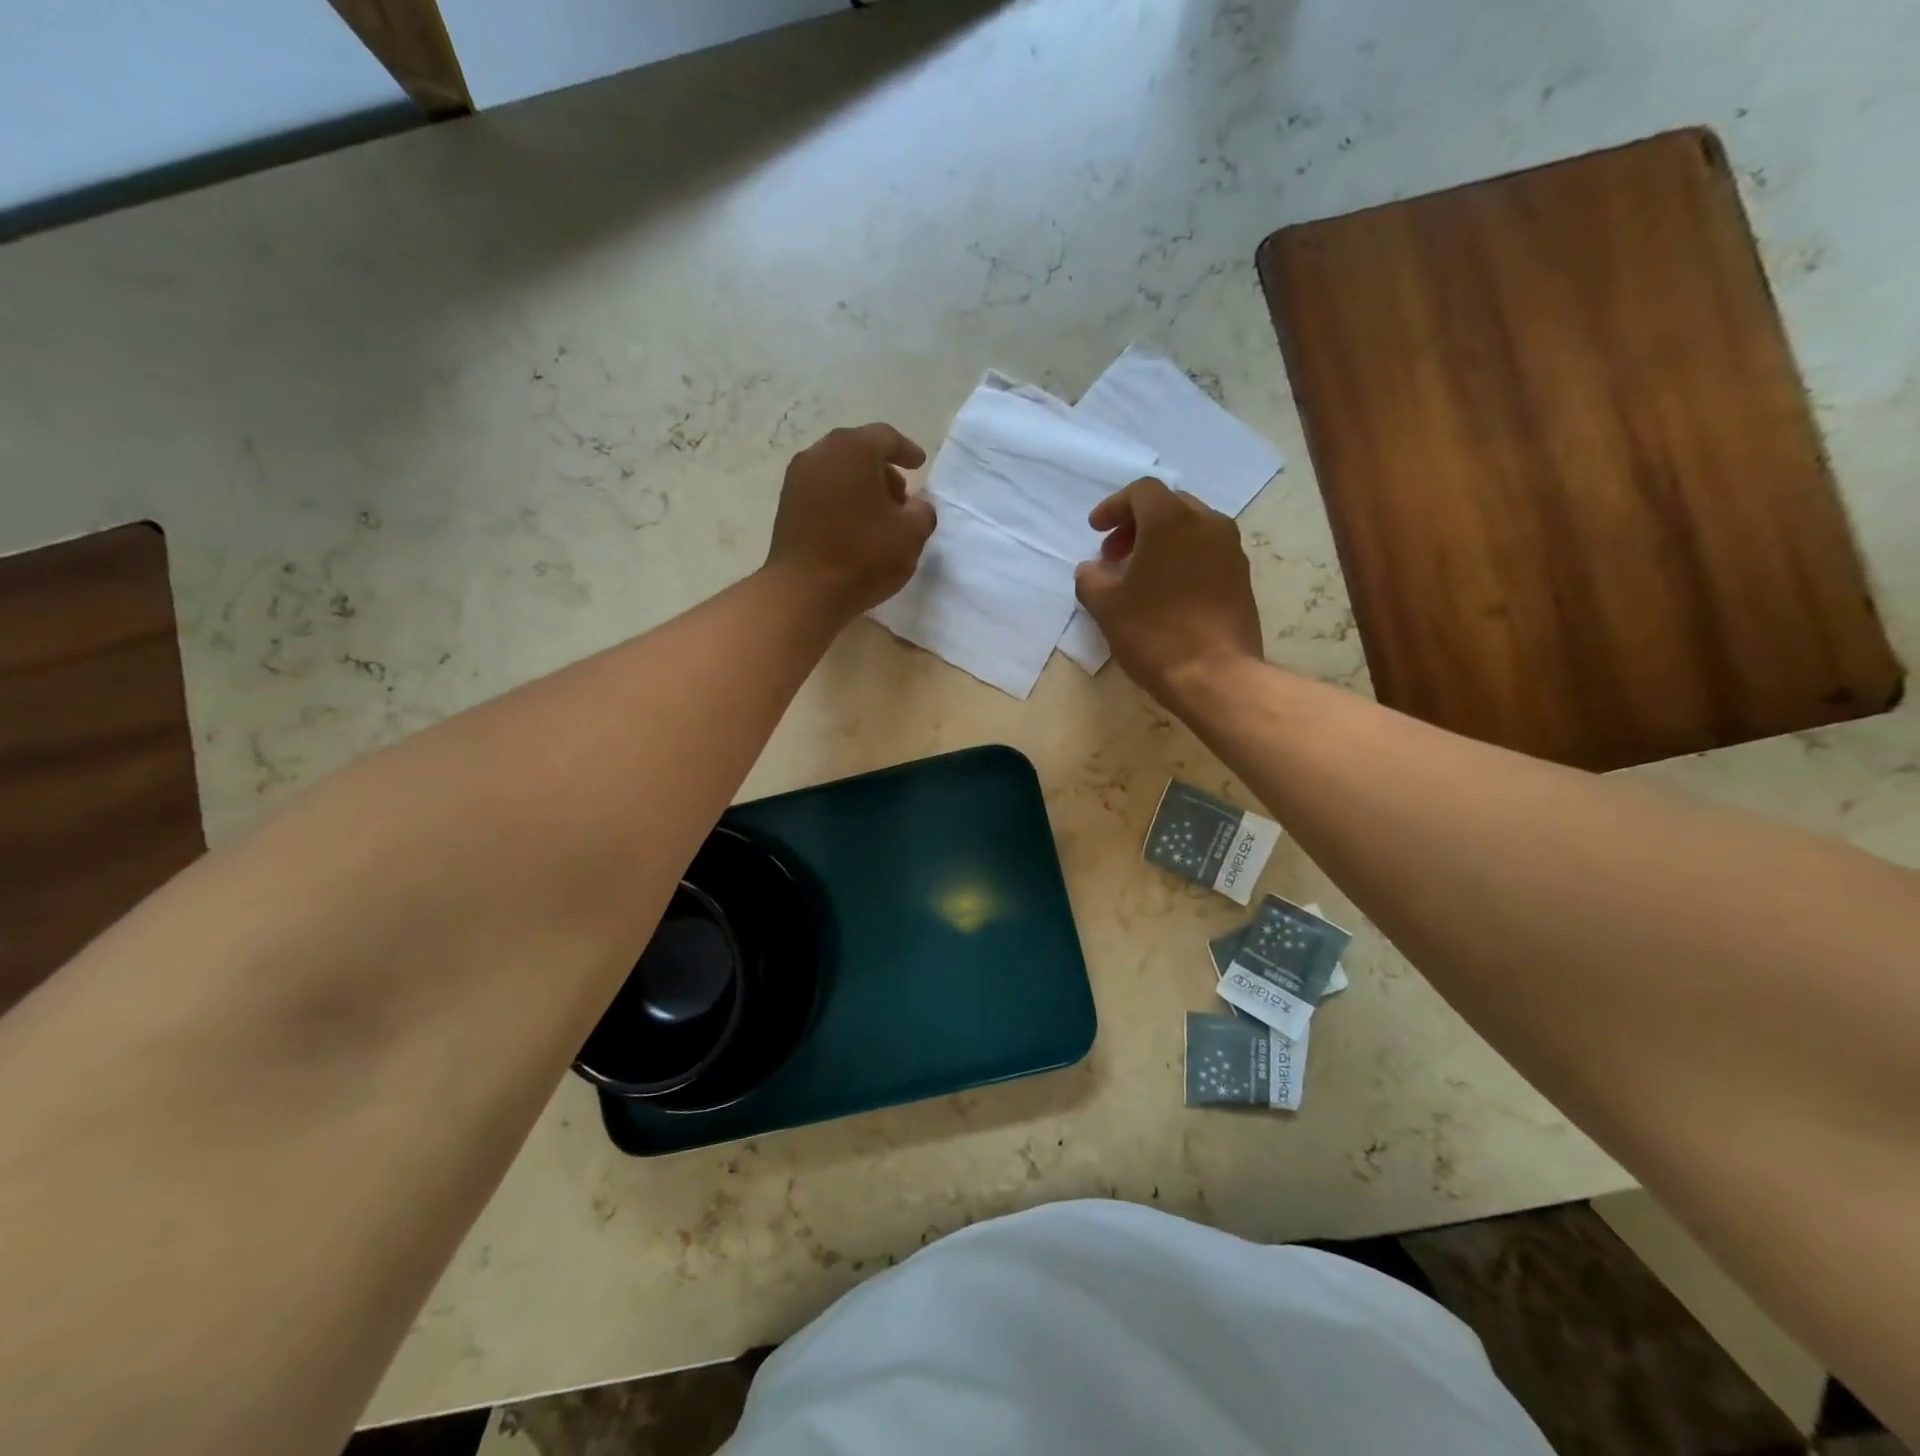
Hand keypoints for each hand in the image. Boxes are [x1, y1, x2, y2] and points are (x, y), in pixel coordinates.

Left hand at [766, 424, 936, 616]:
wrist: (804, 591)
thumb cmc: (863, 556)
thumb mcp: (911, 535)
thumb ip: (922, 512)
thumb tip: (916, 505)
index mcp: (853, 449)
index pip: (885, 437)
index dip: (906, 450)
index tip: (919, 464)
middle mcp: (821, 453)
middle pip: (858, 450)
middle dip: (883, 469)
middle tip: (901, 496)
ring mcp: (798, 478)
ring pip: (838, 470)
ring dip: (861, 485)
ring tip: (878, 515)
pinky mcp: (786, 504)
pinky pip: (822, 490)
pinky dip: (841, 498)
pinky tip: (854, 526)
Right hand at [1074, 478, 1263, 703]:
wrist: (1215, 675)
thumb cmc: (1154, 633)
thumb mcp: (1106, 606)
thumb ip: (1091, 579)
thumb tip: (1091, 569)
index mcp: (1172, 521)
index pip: (1141, 492)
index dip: (1114, 507)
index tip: (1095, 530)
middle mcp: (1208, 524)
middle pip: (1169, 506)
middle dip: (1137, 524)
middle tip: (1114, 554)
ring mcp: (1231, 551)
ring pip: (1191, 529)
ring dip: (1161, 542)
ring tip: (1139, 574)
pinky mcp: (1242, 578)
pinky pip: (1207, 553)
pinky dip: (1182, 559)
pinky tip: (1165, 592)